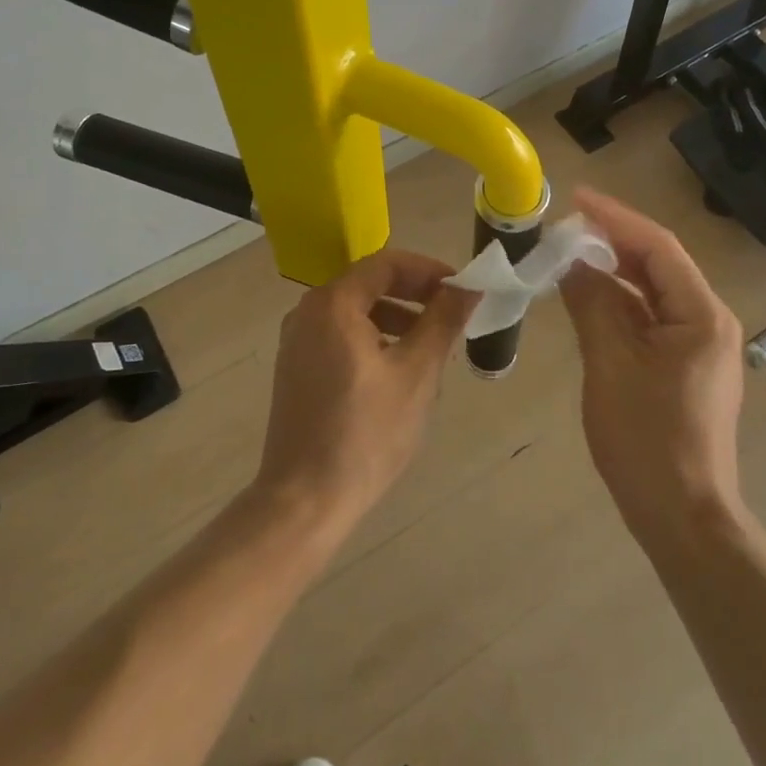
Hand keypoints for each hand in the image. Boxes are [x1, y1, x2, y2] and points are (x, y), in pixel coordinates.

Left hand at [253, 250, 477, 535]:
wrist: (303, 501)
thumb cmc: (366, 433)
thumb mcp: (416, 373)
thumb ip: (443, 321)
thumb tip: (470, 286)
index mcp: (333, 304)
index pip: (387, 264)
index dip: (429, 271)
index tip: (462, 290)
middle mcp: (308, 312)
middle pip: (369, 284)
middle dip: (415, 295)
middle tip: (452, 316)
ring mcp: (297, 342)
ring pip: (356, 312)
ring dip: (397, 318)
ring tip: (432, 347)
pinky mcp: (296, 369)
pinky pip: (341, 336)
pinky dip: (374, 339)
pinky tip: (399, 371)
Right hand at [559, 190, 745, 544]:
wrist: (683, 517)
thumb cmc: (647, 439)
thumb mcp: (610, 363)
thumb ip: (591, 303)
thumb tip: (571, 263)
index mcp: (701, 314)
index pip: (657, 247)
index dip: (615, 218)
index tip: (575, 199)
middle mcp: (708, 321)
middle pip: (658, 264)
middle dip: (613, 241)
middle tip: (566, 226)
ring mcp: (700, 345)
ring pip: (653, 291)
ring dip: (614, 271)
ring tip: (570, 255)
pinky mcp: (686, 365)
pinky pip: (651, 318)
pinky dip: (620, 303)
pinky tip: (589, 299)